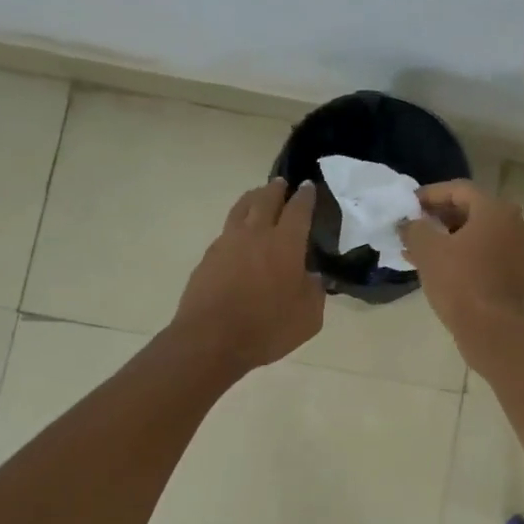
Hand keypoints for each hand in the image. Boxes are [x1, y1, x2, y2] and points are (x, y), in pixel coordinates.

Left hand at [175, 180, 324, 370]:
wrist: (211, 340)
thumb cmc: (267, 328)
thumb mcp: (308, 317)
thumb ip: (314, 292)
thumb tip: (312, 277)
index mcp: (285, 244)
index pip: (298, 210)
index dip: (305, 196)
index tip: (308, 187)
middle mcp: (256, 234)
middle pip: (266, 199)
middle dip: (276, 189)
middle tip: (282, 183)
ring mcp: (228, 243)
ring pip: (241, 209)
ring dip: (253, 198)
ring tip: (258, 196)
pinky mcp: (209, 257)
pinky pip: (227, 230)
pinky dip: (237, 224)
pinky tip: (239, 234)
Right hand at [398, 179, 523, 341]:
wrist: (492, 329)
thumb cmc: (460, 282)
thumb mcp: (428, 250)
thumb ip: (414, 228)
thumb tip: (408, 222)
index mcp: (496, 209)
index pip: (458, 189)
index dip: (429, 195)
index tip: (407, 206)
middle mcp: (513, 222)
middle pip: (470, 210)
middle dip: (437, 217)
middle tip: (411, 226)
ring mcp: (518, 248)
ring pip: (476, 233)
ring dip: (446, 237)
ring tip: (416, 248)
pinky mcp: (515, 271)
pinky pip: (484, 252)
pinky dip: (460, 253)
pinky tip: (434, 265)